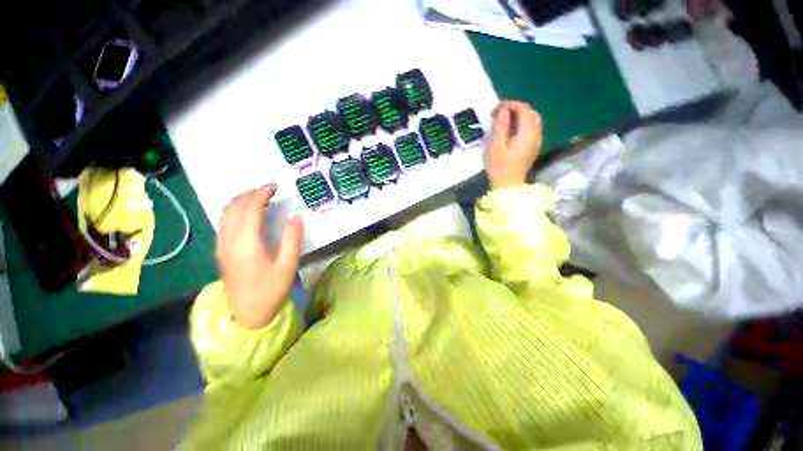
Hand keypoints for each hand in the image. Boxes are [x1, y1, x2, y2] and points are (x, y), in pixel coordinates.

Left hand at [216, 184, 303, 329]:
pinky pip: (223, 222)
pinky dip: (234, 210)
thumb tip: (295, 217)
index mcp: (247, 243)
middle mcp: (229, 240)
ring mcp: (221, 245)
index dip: (262, 193)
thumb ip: (292, 239)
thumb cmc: (271, 290)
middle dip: (251, 193)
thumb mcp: (288, 265)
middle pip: (234, 207)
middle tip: (270, 190)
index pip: (250, 208)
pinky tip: (246, 213)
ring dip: (241, 200)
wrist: (247, 314)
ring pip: (226, 213)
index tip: (275, 186)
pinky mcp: (220, 251)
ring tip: (259, 197)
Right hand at [487, 101, 541, 189]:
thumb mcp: (496, 146)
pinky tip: (511, 130)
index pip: (524, 109)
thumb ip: (501, 126)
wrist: (508, 186)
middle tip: (499, 114)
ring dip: (519, 116)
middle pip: (530, 112)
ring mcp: (536, 141)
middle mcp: (536, 134)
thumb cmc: (499, 167)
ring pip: (532, 120)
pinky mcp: (533, 147)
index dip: (510, 104)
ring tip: (504, 120)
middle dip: (515, 108)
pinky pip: (531, 128)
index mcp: (528, 133)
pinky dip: (522, 124)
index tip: (496, 108)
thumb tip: (503, 110)